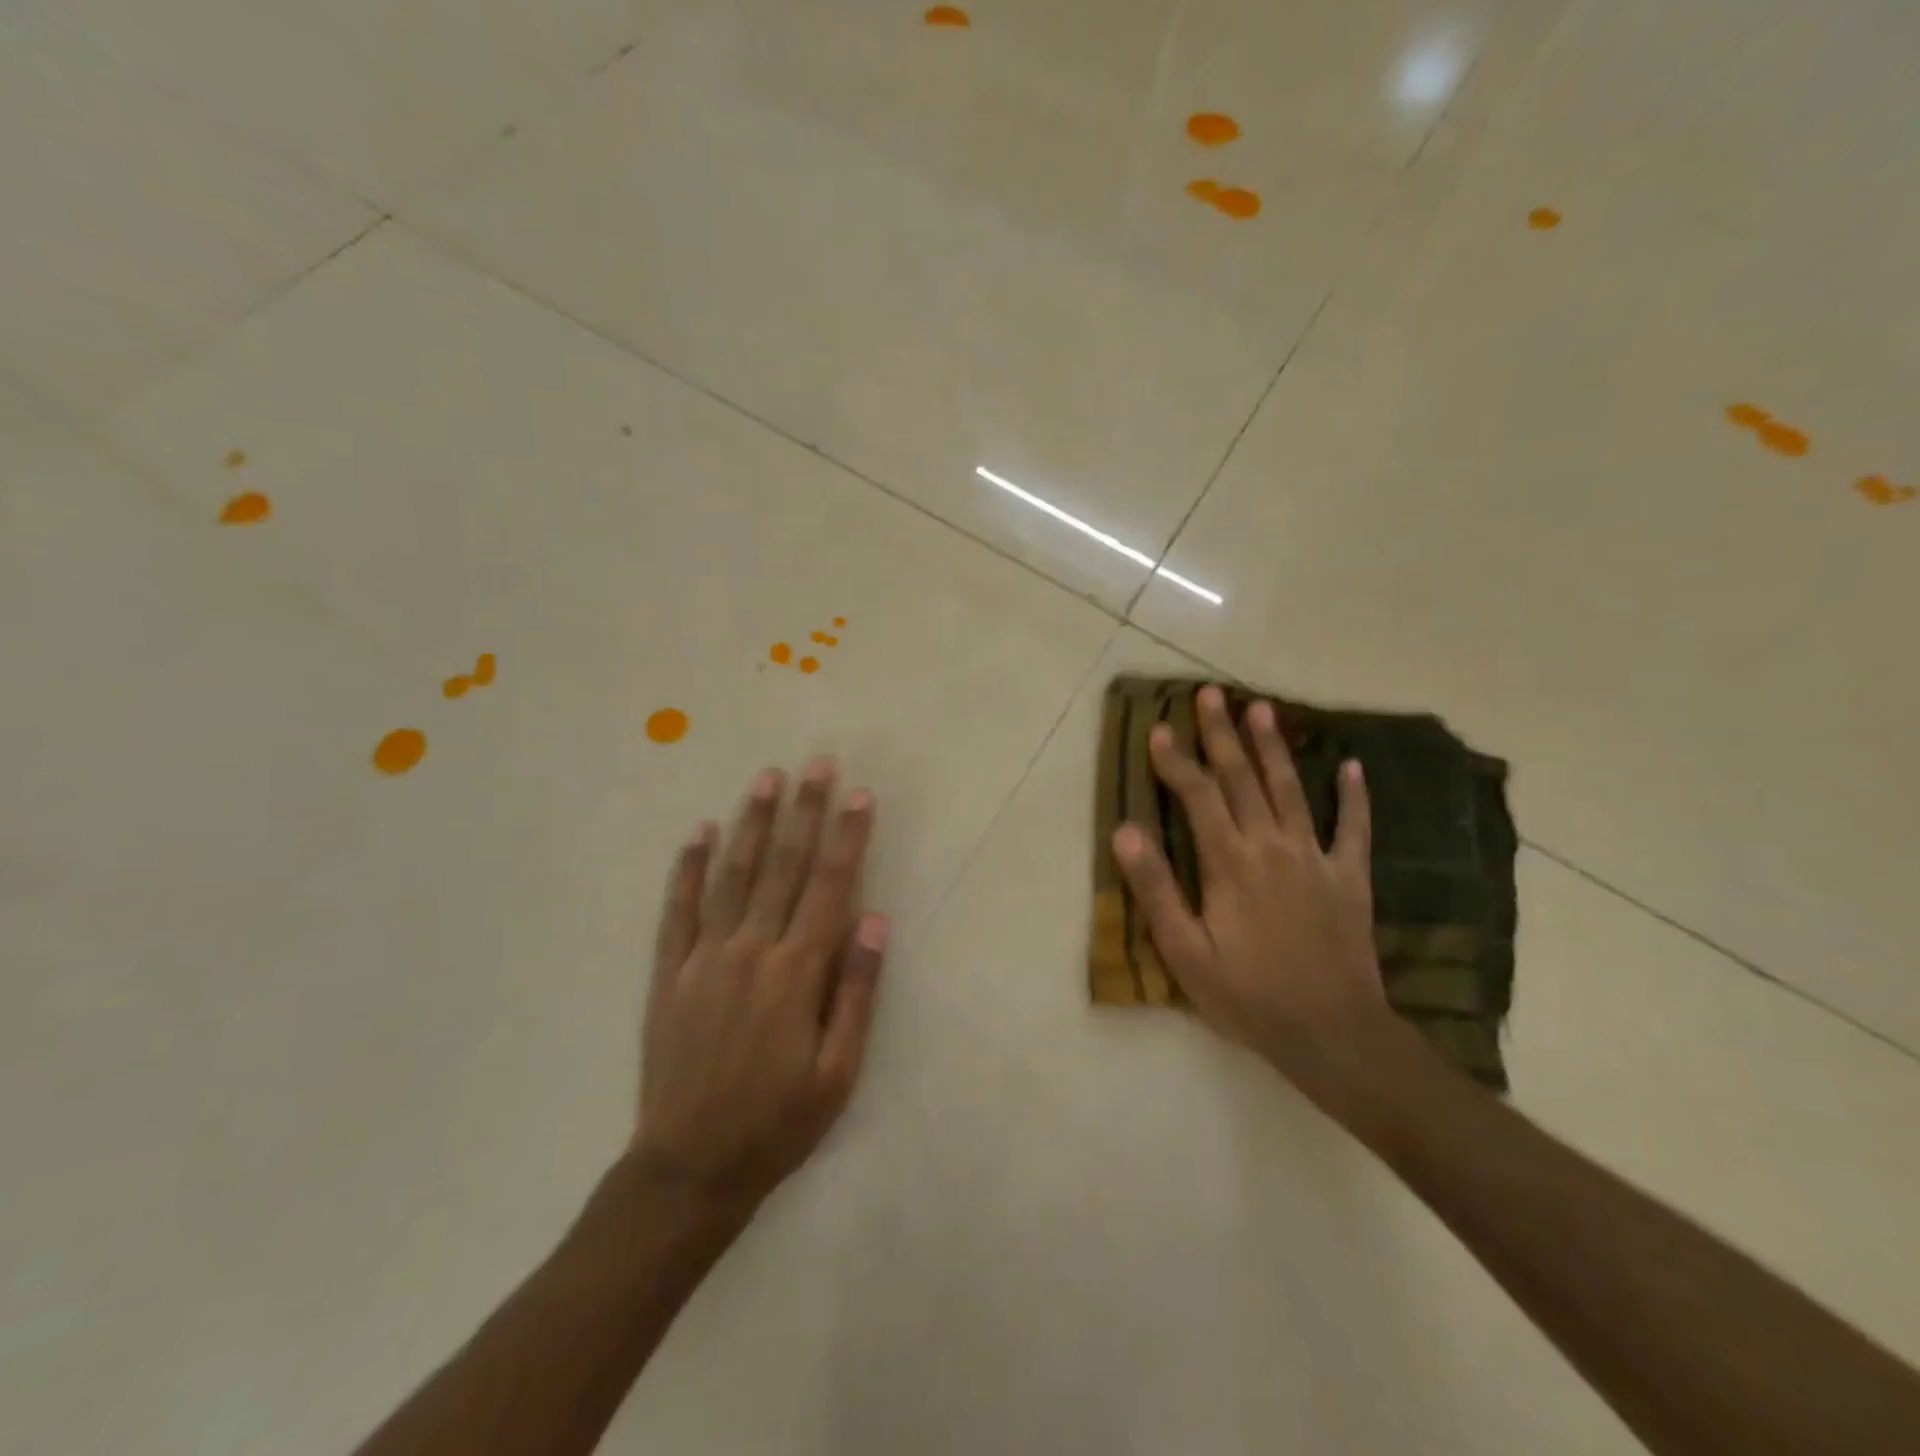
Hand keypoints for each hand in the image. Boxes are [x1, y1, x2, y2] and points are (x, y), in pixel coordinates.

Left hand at [633, 759, 885, 1210]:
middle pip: (784, 868)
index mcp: (798, 972)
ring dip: (752, 824)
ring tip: (766, 779)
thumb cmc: (778, 1122)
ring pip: (732, 874)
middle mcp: (752, 951)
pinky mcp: (670, 973)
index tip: (859, 795)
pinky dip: (687, 868)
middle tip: (816, 763)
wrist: (690, 1168)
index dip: (848, 838)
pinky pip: (678, 909)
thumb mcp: (839, 1072)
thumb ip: (857, 991)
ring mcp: (705, 958)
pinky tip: (698, 832)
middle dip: (805, 812)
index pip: (831, 887)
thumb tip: (875, 920)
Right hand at [1110, 685, 1391, 1099]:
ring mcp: (1315, 859)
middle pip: (1241, 779)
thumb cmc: (1248, 996)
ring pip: (1290, 790)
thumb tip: (1125, 831)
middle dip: (1222, 734)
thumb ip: (1156, 888)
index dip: (1175, 760)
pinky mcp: (1349, 878)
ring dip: (1273, 748)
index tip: (1159, 727)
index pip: (1197, 797)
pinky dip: (1353, 796)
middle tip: (1210, 694)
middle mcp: (1271, 847)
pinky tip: (1351, 766)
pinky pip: (1353, 829)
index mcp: (1230, 863)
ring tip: (1262, 708)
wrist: (1333, 1035)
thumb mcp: (1185, 952)